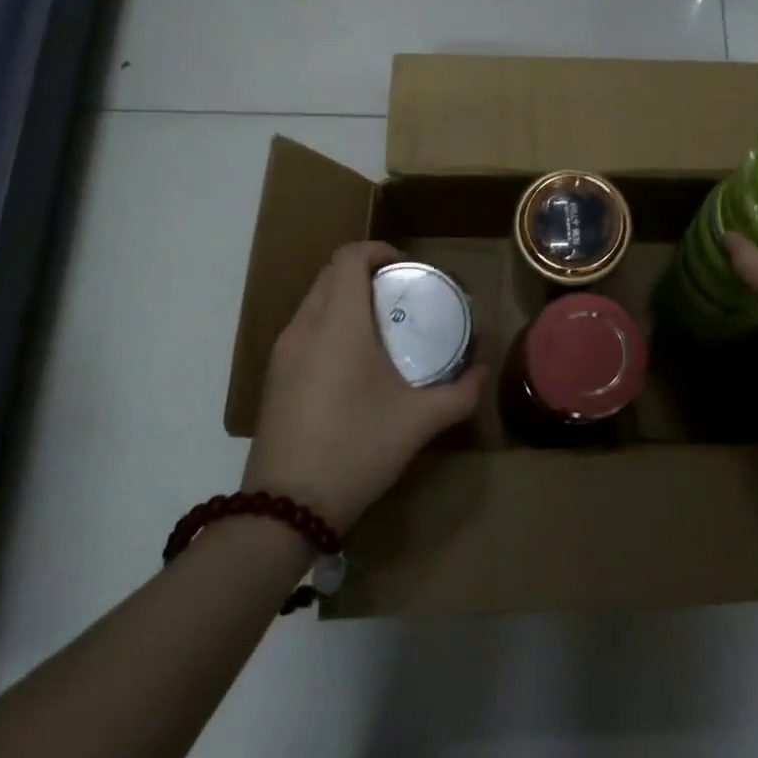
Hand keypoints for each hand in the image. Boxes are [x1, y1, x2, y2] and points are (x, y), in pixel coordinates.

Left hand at [243, 242, 484, 532]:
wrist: (285, 508)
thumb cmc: (356, 449)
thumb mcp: (419, 422)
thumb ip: (459, 393)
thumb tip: (483, 371)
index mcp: (338, 323)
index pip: (348, 257)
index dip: (377, 250)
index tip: (406, 267)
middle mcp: (304, 327)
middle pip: (330, 275)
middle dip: (365, 273)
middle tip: (400, 295)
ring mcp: (282, 353)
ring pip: (313, 302)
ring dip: (345, 299)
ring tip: (380, 327)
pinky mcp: (274, 378)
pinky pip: (303, 330)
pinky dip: (329, 325)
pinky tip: (353, 363)